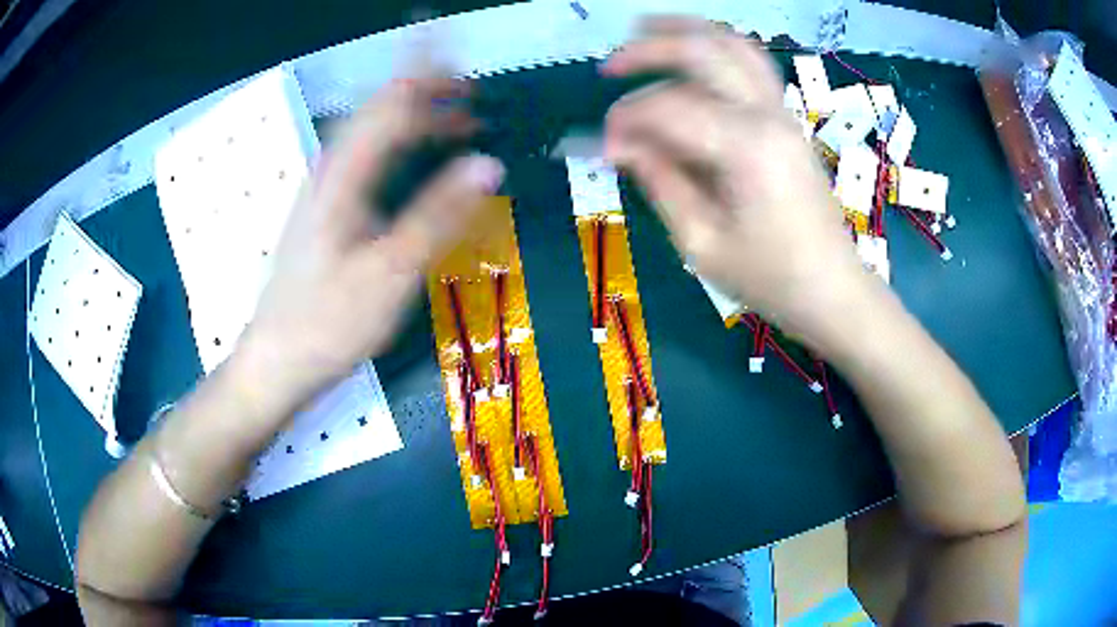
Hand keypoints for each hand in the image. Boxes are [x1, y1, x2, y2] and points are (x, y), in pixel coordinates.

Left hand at [240, 77, 503, 406]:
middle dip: (426, 91)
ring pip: (372, 131)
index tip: (474, 77)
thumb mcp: (391, 273)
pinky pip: (367, 157)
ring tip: (456, 120)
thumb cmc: (330, 320)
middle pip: (379, 108)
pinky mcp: (325, 209)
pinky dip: (399, 143)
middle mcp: (331, 169)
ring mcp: (325, 188)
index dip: (433, 81)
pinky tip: (416, 160)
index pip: (392, 104)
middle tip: (472, 94)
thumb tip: (489, 164)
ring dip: (414, 116)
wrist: (279, 358)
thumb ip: (439, 214)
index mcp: (345, 175)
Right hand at [602, 17, 866, 337]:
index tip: (604, 150)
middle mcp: (767, 115)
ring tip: (646, 28)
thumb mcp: (701, 242)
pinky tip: (694, 53)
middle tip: (609, 68)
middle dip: (648, 50)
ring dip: (687, 30)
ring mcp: (783, 112)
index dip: (626, 122)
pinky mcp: (787, 120)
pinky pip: (751, 64)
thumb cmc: (770, 278)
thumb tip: (621, 144)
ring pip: (733, 45)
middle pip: (703, 52)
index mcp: (745, 148)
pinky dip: (717, 48)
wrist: (832, 288)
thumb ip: (660, 182)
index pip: (668, 108)